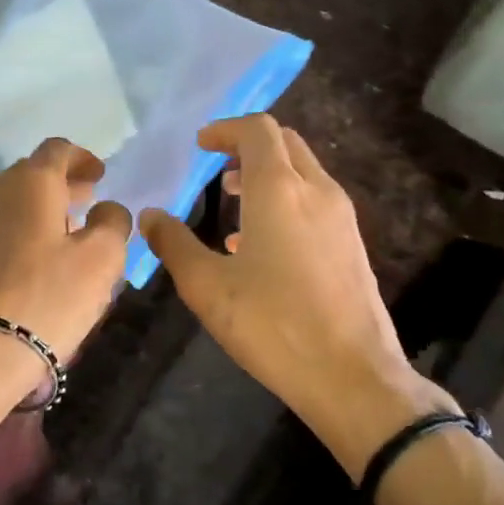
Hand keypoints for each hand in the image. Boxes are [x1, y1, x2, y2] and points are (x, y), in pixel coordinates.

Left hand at [0, 137, 131, 362]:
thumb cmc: (46, 298)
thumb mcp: (101, 260)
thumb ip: (113, 223)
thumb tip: (107, 208)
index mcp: (30, 181)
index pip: (58, 150)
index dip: (82, 158)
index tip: (100, 175)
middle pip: (32, 174)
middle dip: (63, 185)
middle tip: (88, 202)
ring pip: (12, 202)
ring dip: (41, 210)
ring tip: (65, 234)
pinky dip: (20, 231)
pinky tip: (35, 260)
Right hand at [141, 115, 456, 477]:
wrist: (352, 375)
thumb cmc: (273, 325)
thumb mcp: (207, 287)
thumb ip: (173, 244)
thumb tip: (150, 215)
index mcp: (279, 190)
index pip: (258, 130)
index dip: (226, 129)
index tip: (200, 145)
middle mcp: (317, 191)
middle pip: (285, 143)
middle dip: (248, 146)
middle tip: (216, 168)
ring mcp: (342, 218)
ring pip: (304, 172)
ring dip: (268, 174)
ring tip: (234, 202)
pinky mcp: (353, 245)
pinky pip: (316, 201)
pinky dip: (287, 200)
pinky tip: (262, 245)